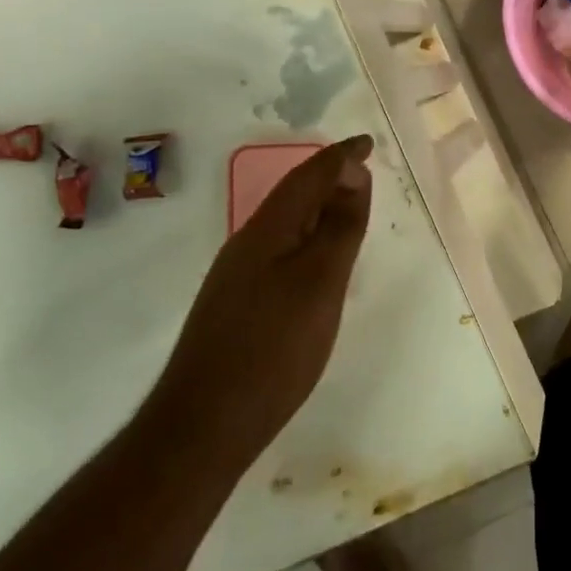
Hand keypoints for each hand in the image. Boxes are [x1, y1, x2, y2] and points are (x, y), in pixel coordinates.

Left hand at [163, 136, 374, 468]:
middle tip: (365, 174)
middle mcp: (247, 243)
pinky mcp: (237, 304)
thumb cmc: (273, 348)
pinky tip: (317, 260)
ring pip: (285, 223)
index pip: (309, 175)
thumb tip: (352, 177)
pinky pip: (280, 249)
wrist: (202, 427)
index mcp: (267, 229)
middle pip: (293, 195)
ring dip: (318, 207)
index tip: (368, 143)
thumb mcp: (321, 282)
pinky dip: (306, 237)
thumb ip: (340, 227)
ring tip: (349, 209)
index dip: (340, 156)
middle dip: (329, 177)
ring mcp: (237, 275)